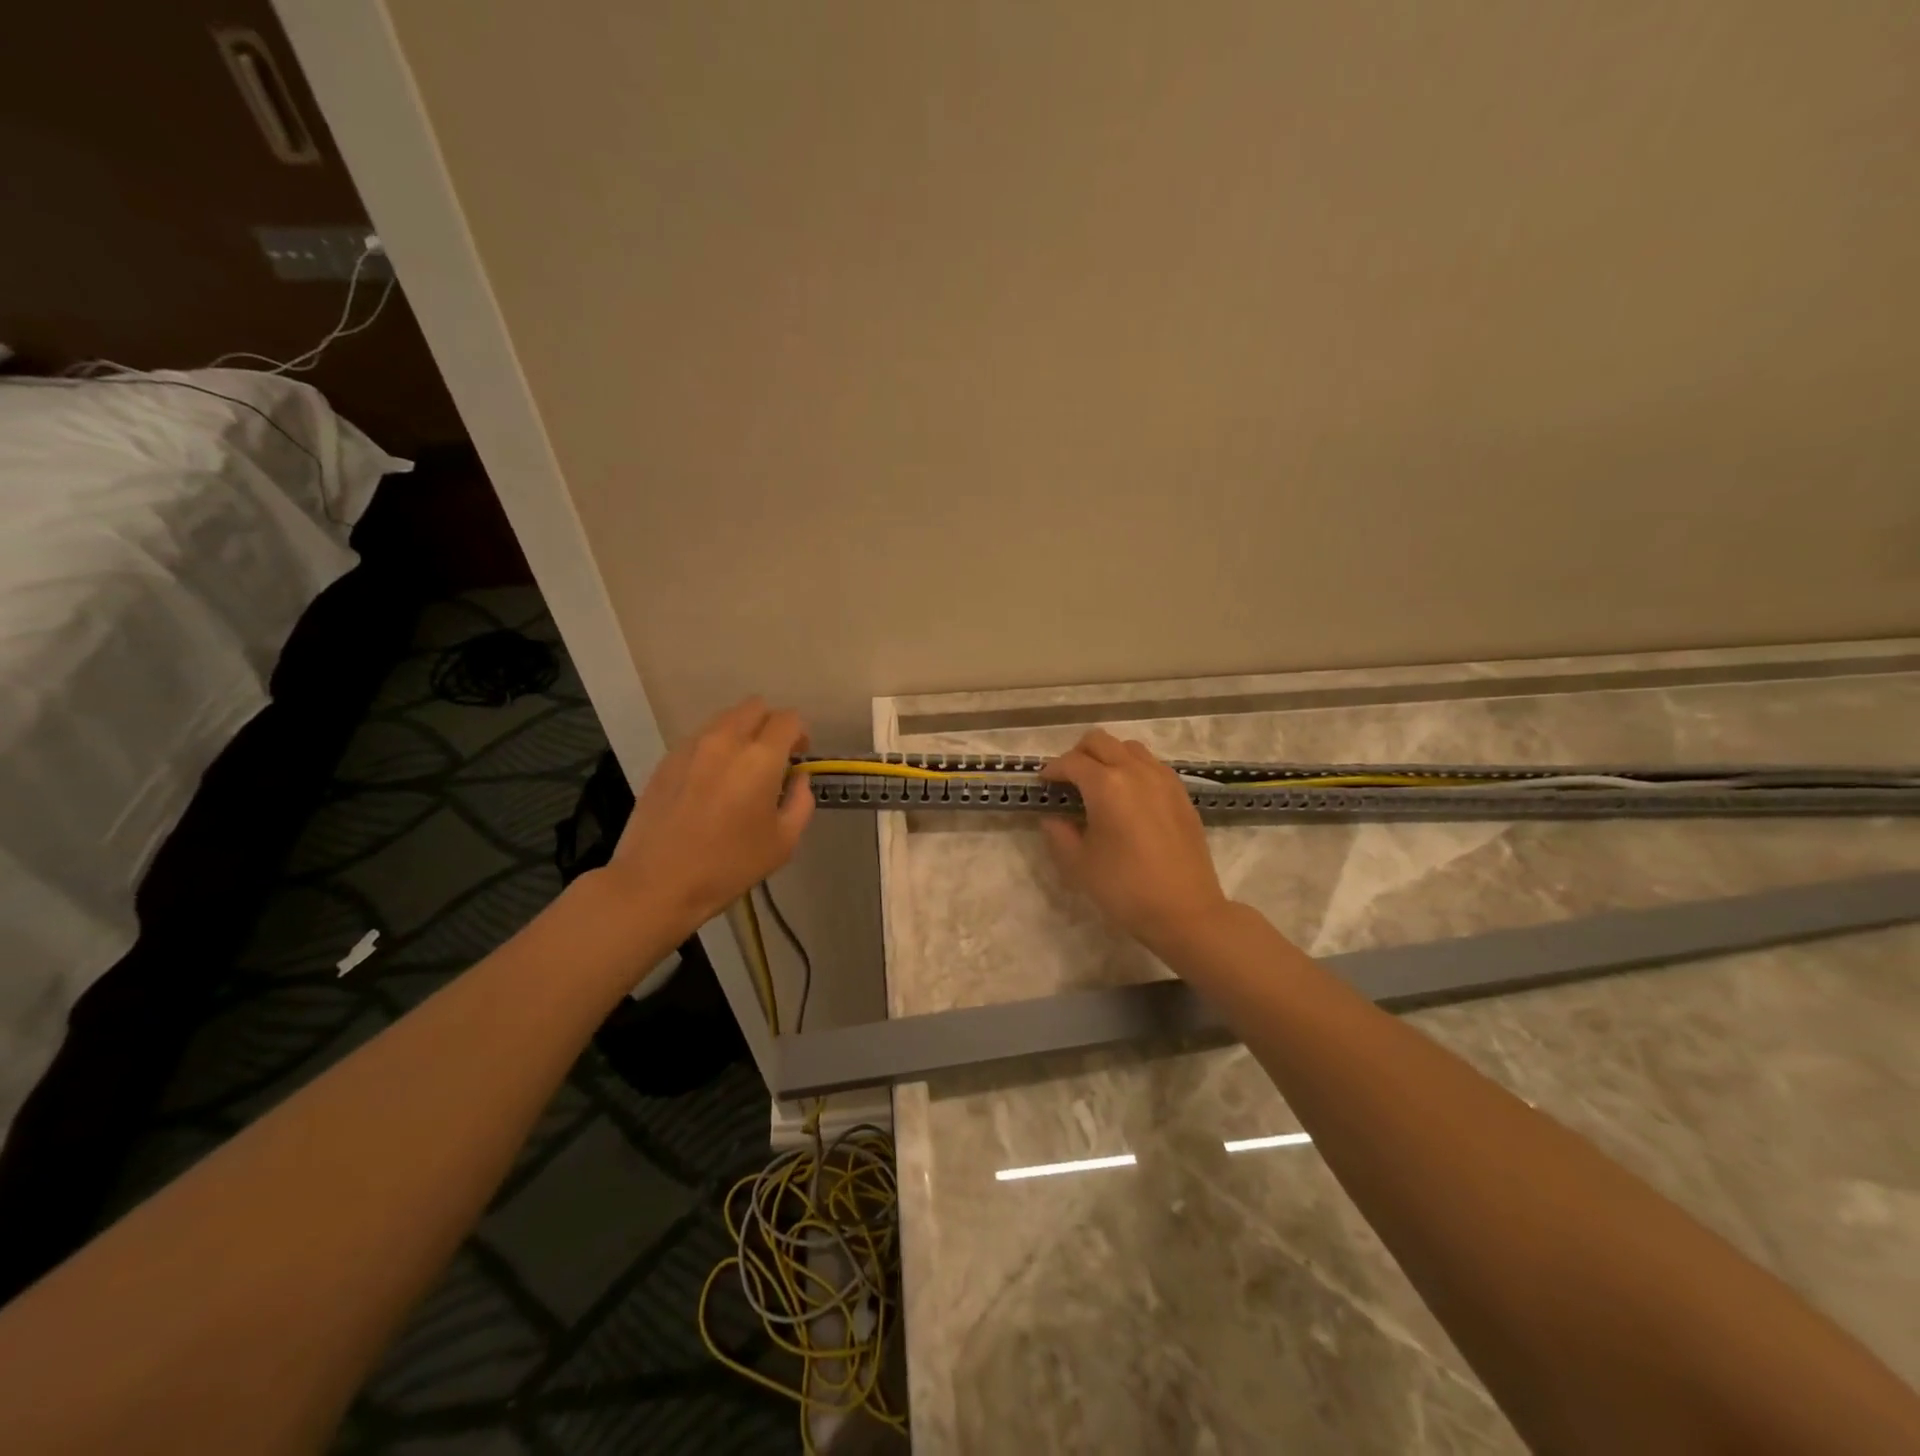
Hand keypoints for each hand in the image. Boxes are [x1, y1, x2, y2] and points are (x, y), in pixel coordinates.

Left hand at [599, 697, 814, 941]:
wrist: (656, 882)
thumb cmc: (728, 866)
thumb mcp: (783, 842)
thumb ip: (800, 802)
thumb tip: (798, 778)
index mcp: (760, 758)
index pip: (788, 719)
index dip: (800, 733)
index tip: (799, 756)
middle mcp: (725, 741)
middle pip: (755, 707)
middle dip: (770, 724)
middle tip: (773, 757)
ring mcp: (691, 747)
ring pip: (724, 719)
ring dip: (741, 733)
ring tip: (740, 769)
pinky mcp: (666, 760)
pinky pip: (699, 739)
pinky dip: (714, 748)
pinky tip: (711, 783)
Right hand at [1040, 730, 1231, 958]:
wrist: (1185, 910)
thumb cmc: (1125, 888)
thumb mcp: (1079, 864)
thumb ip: (1059, 833)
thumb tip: (1052, 816)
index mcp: (1106, 785)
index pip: (1071, 762)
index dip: (1052, 771)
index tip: (1043, 786)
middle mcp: (1135, 771)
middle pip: (1099, 741)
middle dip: (1077, 755)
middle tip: (1068, 782)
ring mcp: (1163, 778)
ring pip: (1128, 748)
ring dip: (1107, 757)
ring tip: (1099, 786)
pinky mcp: (1181, 792)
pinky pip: (1151, 764)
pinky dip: (1132, 769)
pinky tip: (1128, 798)